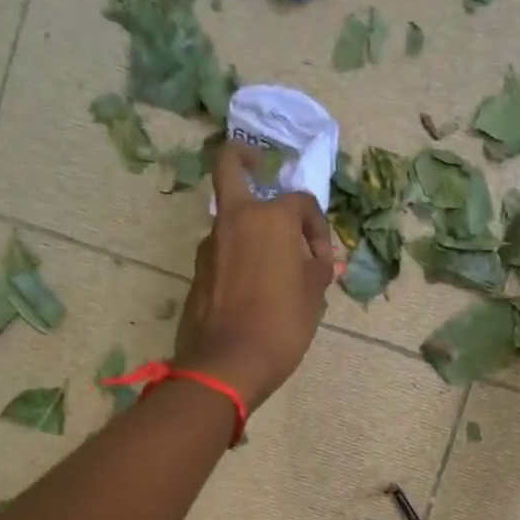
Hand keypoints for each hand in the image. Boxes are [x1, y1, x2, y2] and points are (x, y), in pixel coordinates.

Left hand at [173, 143, 333, 408]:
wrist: (227, 363)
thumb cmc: (281, 325)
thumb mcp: (313, 297)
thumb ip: (318, 270)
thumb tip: (322, 262)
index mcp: (270, 219)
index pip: (300, 202)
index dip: (317, 226)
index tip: (322, 258)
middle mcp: (235, 220)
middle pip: (230, 168)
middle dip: (241, 156)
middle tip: (255, 159)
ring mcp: (210, 245)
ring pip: (228, 216)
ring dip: (248, 223)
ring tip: (271, 258)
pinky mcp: (198, 271)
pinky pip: (223, 249)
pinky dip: (238, 253)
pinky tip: (254, 283)